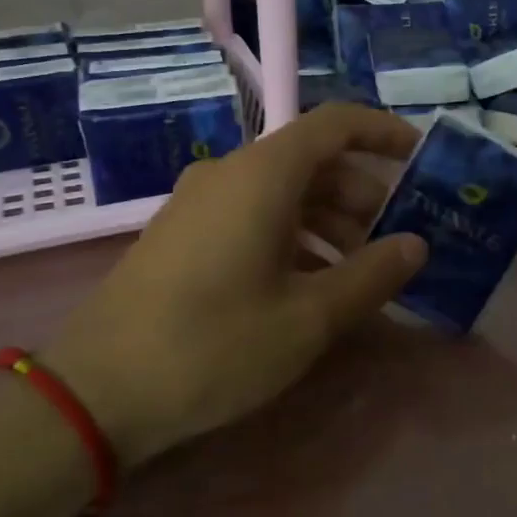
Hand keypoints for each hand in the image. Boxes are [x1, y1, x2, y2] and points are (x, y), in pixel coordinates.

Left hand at [42, 104, 427, 464]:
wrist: (96, 392)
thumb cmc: (214, 346)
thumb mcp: (308, 318)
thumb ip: (371, 275)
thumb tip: (415, 245)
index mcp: (262, 176)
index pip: (334, 124)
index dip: (382, 132)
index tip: (420, 157)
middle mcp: (228, 174)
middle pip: (311, 161)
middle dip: (361, 193)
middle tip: (393, 240)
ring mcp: (198, 204)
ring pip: (281, 191)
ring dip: (328, 220)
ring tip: (357, 272)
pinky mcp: (181, 235)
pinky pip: (251, 215)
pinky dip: (292, 235)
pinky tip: (307, 286)